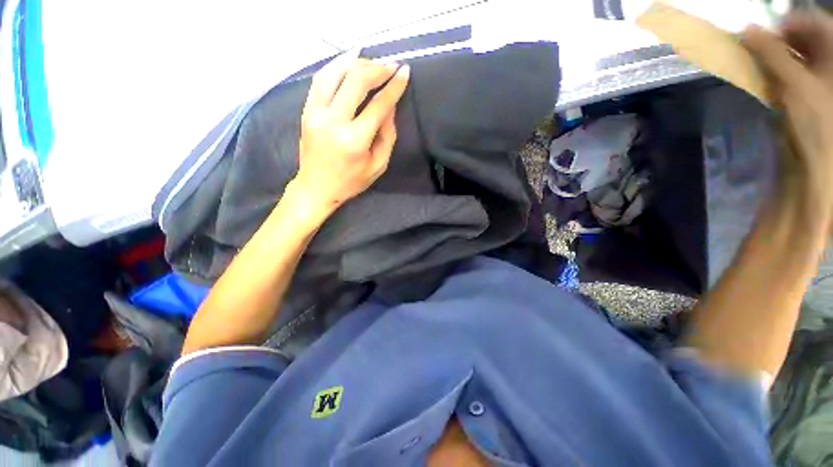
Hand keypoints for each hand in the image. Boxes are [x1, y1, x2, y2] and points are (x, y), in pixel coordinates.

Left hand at [292, 54, 409, 216]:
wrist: (316, 187)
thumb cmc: (351, 181)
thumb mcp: (378, 165)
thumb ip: (387, 136)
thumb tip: (390, 106)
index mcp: (354, 140)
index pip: (378, 105)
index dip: (394, 87)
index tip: (404, 72)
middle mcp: (333, 121)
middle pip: (356, 81)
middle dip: (377, 69)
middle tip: (391, 66)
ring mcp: (315, 113)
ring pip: (335, 73)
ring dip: (356, 62)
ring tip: (372, 61)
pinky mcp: (306, 110)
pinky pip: (321, 79)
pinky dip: (336, 66)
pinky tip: (349, 60)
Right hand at [742, 13, 832, 229]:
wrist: (829, 163)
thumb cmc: (819, 121)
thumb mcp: (795, 84)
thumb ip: (771, 54)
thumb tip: (746, 31)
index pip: (808, 20)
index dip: (783, 26)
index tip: (759, 40)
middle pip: (808, 37)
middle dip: (782, 44)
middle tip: (763, 59)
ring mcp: (830, 77)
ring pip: (805, 55)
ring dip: (784, 61)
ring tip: (772, 75)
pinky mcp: (823, 93)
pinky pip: (806, 72)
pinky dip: (791, 75)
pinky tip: (783, 87)